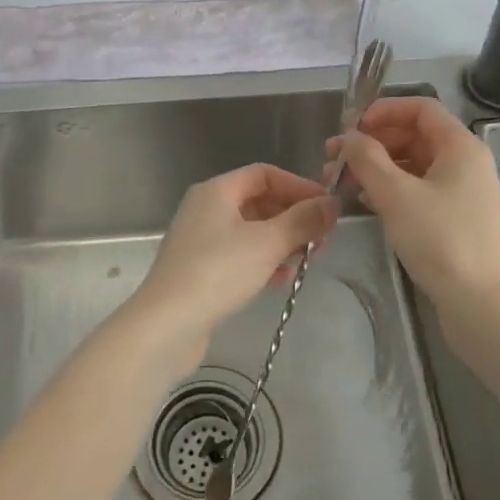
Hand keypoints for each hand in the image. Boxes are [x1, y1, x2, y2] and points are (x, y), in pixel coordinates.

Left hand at [130, 164, 335, 360]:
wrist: (167, 325)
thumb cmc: (218, 272)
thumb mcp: (268, 243)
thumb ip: (303, 221)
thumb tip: (332, 204)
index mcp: (217, 191)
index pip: (264, 174)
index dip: (298, 186)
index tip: (326, 207)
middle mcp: (205, 209)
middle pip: (258, 202)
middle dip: (293, 217)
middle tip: (322, 238)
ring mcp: (200, 241)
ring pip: (251, 232)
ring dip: (282, 241)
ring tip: (309, 259)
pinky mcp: (200, 270)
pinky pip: (240, 256)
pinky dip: (263, 262)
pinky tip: (283, 279)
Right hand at [331, 98, 499, 315]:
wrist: (483, 305)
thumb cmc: (442, 240)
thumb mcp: (397, 195)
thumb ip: (367, 159)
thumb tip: (349, 137)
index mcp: (460, 147)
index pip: (421, 108)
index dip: (383, 111)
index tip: (349, 128)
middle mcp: (465, 163)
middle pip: (414, 136)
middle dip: (372, 143)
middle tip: (333, 160)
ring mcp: (462, 194)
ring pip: (414, 166)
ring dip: (377, 169)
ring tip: (340, 183)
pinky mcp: (455, 221)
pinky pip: (419, 192)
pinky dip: (391, 191)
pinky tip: (365, 204)